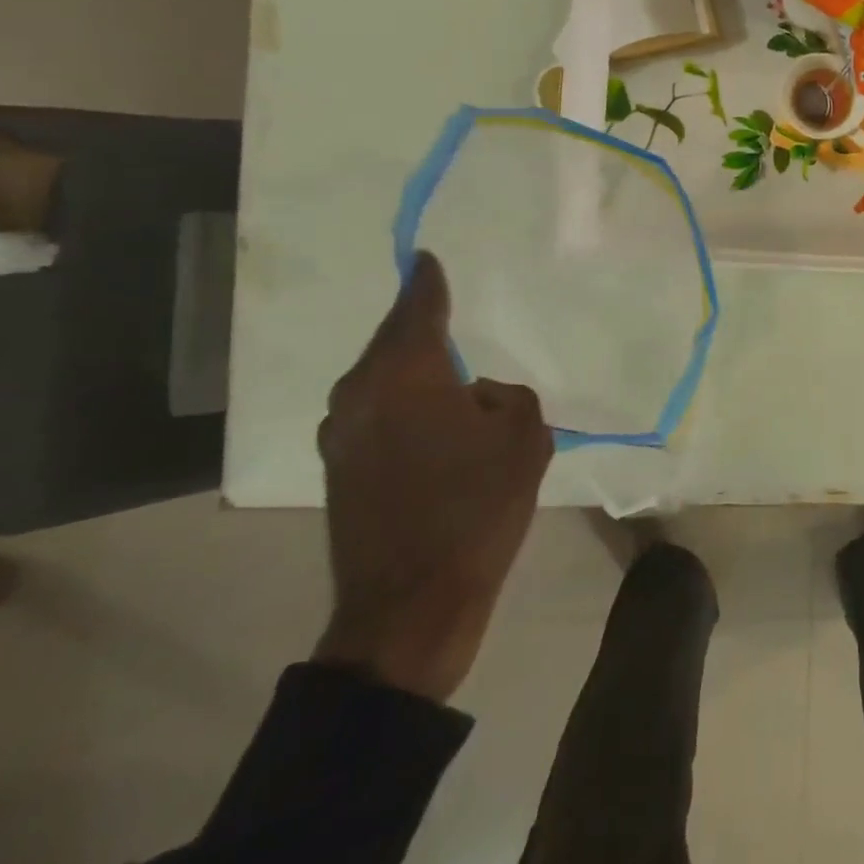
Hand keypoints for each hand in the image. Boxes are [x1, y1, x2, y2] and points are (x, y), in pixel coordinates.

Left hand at [313, 252, 553, 702]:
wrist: (411, 605)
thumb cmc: (476, 509)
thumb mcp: (525, 440)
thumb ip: (508, 397)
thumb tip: (477, 396)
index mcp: (404, 375)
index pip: (417, 310)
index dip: (427, 282)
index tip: (427, 258)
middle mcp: (359, 395)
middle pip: (393, 345)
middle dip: (421, 331)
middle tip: (450, 320)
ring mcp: (339, 435)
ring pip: (382, 383)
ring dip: (414, 378)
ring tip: (450, 386)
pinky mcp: (337, 471)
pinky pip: (376, 417)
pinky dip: (404, 411)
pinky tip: (433, 431)